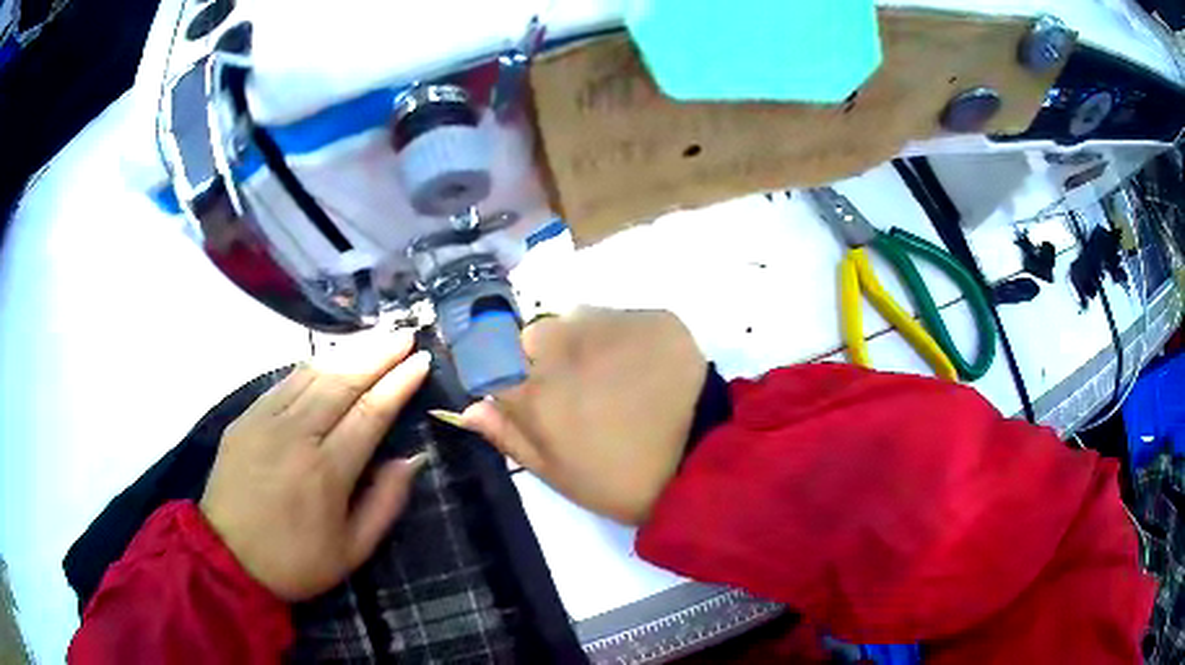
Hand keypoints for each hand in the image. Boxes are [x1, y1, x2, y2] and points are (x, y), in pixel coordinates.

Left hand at [200, 332, 430, 600]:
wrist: (226, 557)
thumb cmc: (295, 560)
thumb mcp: (352, 550)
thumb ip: (385, 503)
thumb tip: (411, 458)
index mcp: (326, 472)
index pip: (370, 412)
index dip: (399, 383)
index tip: (422, 360)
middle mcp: (295, 435)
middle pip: (343, 381)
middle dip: (378, 353)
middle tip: (405, 334)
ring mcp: (265, 420)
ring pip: (312, 373)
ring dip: (348, 351)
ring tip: (375, 336)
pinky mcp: (245, 417)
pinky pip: (284, 381)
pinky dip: (313, 365)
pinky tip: (330, 358)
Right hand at [450, 308, 706, 524]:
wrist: (704, 464)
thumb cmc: (622, 481)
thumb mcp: (558, 474)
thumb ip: (509, 436)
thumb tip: (469, 407)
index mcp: (534, 391)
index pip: (491, 359)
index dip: (506, 374)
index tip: (525, 391)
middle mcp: (564, 347)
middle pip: (535, 335)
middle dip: (546, 357)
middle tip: (582, 391)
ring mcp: (612, 326)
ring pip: (579, 321)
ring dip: (586, 343)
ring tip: (617, 378)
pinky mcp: (653, 317)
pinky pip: (623, 318)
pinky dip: (626, 339)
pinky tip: (646, 369)